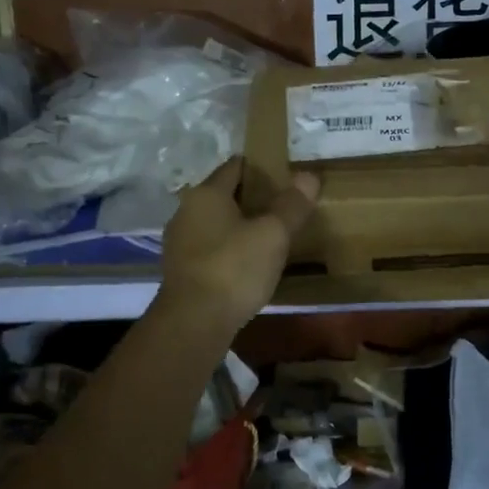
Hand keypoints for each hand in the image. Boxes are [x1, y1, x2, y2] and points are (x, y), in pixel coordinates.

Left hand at [159, 158, 319, 335]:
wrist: (193, 323)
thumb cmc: (234, 269)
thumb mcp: (272, 235)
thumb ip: (291, 205)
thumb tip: (308, 175)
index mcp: (206, 193)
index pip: (235, 166)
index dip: (261, 168)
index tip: (286, 177)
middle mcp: (186, 211)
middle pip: (224, 194)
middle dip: (252, 199)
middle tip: (284, 208)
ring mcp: (179, 242)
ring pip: (216, 223)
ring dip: (239, 226)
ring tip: (270, 238)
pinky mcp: (180, 270)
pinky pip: (210, 248)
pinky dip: (228, 249)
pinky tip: (248, 264)